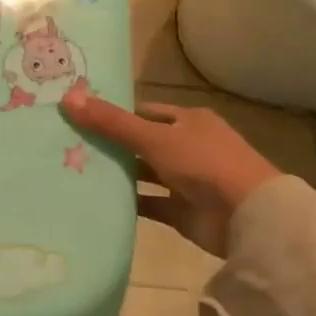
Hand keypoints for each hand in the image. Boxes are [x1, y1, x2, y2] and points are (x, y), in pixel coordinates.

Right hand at [61, 90, 279, 256]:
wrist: (248, 217)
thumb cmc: (203, 163)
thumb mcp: (153, 137)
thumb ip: (110, 122)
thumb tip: (67, 98)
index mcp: (189, 121)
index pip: (144, 112)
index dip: (114, 113)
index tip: (79, 117)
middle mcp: (189, 147)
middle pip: (141, 142)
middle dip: (110, 144)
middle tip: (67, 145)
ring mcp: (186, 180)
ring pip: (143, 173)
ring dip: (117, 173)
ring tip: (73, 171)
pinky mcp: (182, 211)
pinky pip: (148, 203)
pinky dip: (127, 202)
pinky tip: (96, 200)